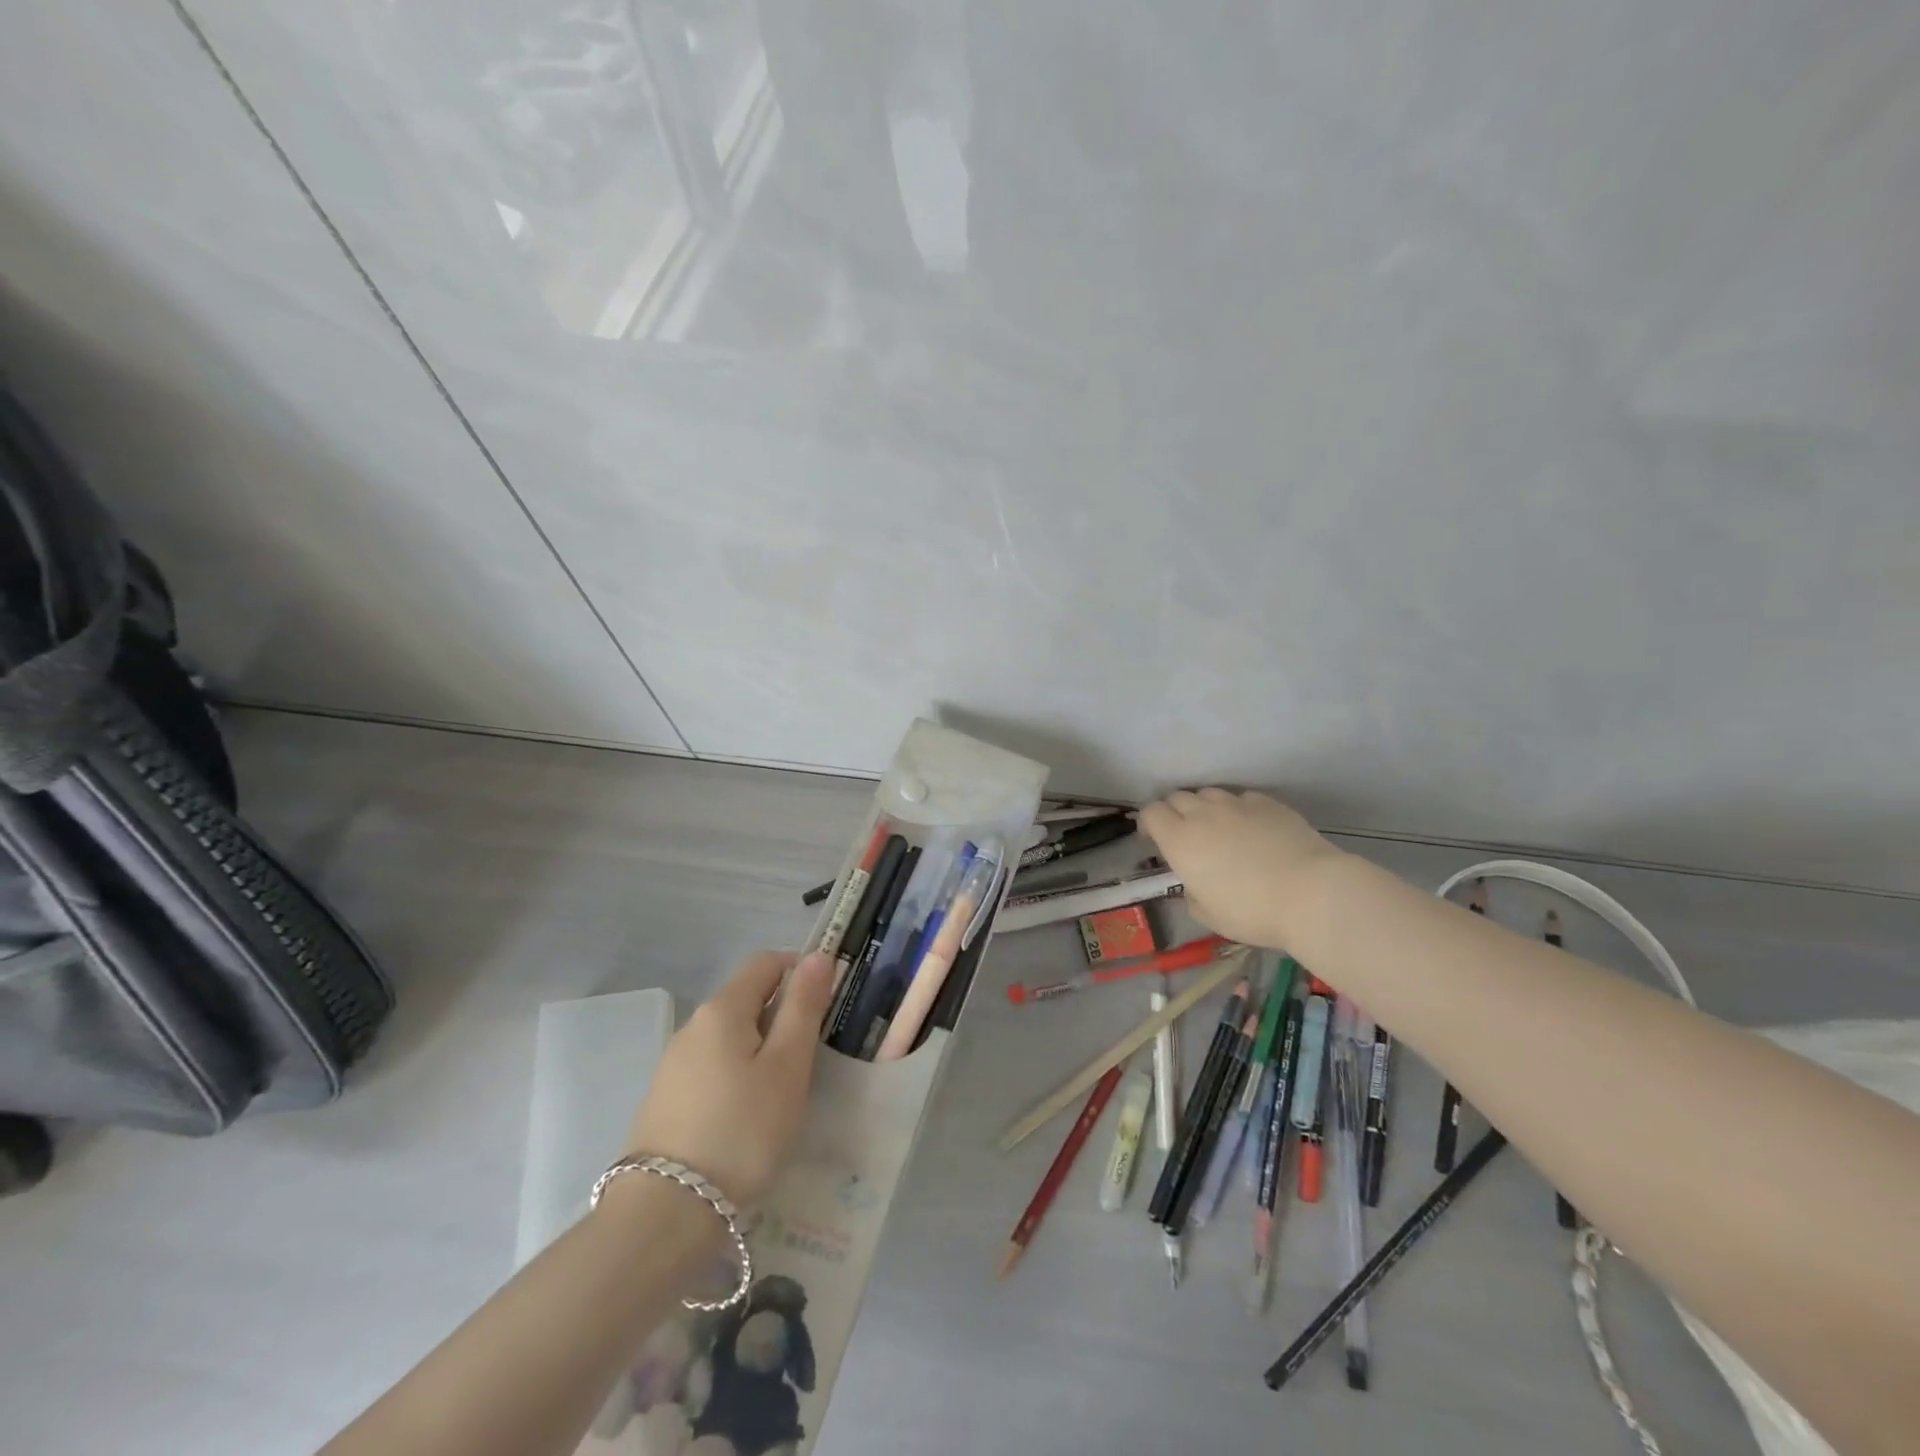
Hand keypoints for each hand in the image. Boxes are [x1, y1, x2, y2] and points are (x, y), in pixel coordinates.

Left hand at [624, 950, 835, 1206]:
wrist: (665, 1215)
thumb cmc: (742, 1131)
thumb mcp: (787, 1066)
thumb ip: (803, 1007)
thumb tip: (818, 956)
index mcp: (723, 1008)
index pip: (767, 962)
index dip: (801, 971)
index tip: (827, 1004)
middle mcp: (693, 1025)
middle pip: (747, 998)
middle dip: (783, 1013)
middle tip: (812, 1056)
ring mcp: (674, 1063)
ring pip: (730, 1035)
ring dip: (761, 1047)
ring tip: (784, 1091)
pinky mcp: (666, 1099)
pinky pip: (712, 1067)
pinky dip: (738, 1074)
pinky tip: (748, 1115)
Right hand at [1139, 788, 1346, 949]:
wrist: (1310, 893)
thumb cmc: (1252, 912)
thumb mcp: (1209, 916)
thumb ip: (1192, 895)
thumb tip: (1194, 886)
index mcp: (1180, 841)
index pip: (1151, 813)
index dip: (1149, 824)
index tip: (1155, 840)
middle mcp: (1203, 814)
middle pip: (1177, 797)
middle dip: (1174, 812)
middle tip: (1185, 835)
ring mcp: (1237, 805)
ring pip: (1209, 794)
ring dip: (1205, 807)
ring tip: (1218, 828)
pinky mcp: (1268, 804)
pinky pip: (1242, 798)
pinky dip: (1238, 809)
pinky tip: (1252, 828)